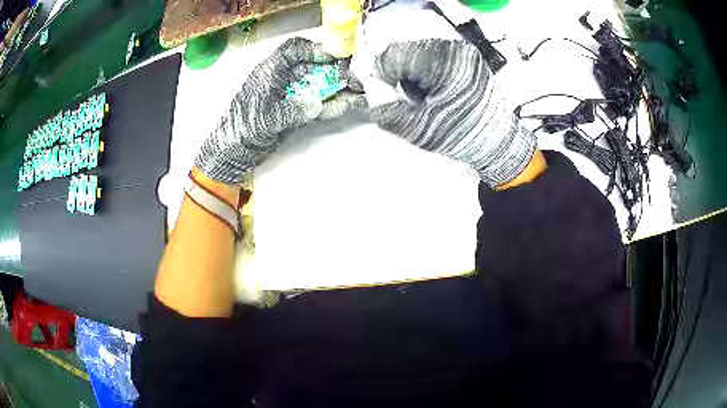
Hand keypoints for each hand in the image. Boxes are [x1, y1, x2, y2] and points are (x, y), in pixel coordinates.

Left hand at [196, 37, 366, 183]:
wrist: (233, 151)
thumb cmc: (241, 128)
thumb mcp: (264, 118)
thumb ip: (290, 111)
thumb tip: (315, 105)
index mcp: (270, 71)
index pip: (294, 50)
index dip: (315, 49)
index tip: (335, 57)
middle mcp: (283, 79)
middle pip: (313, 67)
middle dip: (336, 71)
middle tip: (356, 80)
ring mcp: (292, 95)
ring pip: (319, 85)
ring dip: (340, 88)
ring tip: (361, 94)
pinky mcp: (297, 111)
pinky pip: (319, 104)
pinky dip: (334, 104)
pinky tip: (350, 104)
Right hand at [371, 39, 536, 186]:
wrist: (497, 142)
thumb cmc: (460, 136)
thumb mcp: (416, 129)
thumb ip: (384, 109)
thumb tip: (371, 88)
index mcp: (443, 63)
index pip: (394, 55)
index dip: (381, 74)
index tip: (384, 94)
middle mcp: (455, 49)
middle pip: (407, 51)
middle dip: (399, 74)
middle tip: (410, 99)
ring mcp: (464, 51)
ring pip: (419, 51)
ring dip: (414, 72)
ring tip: (427, 97)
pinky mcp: (468, 56)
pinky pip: (435, 55)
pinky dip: (428, 71)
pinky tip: (438, 90)